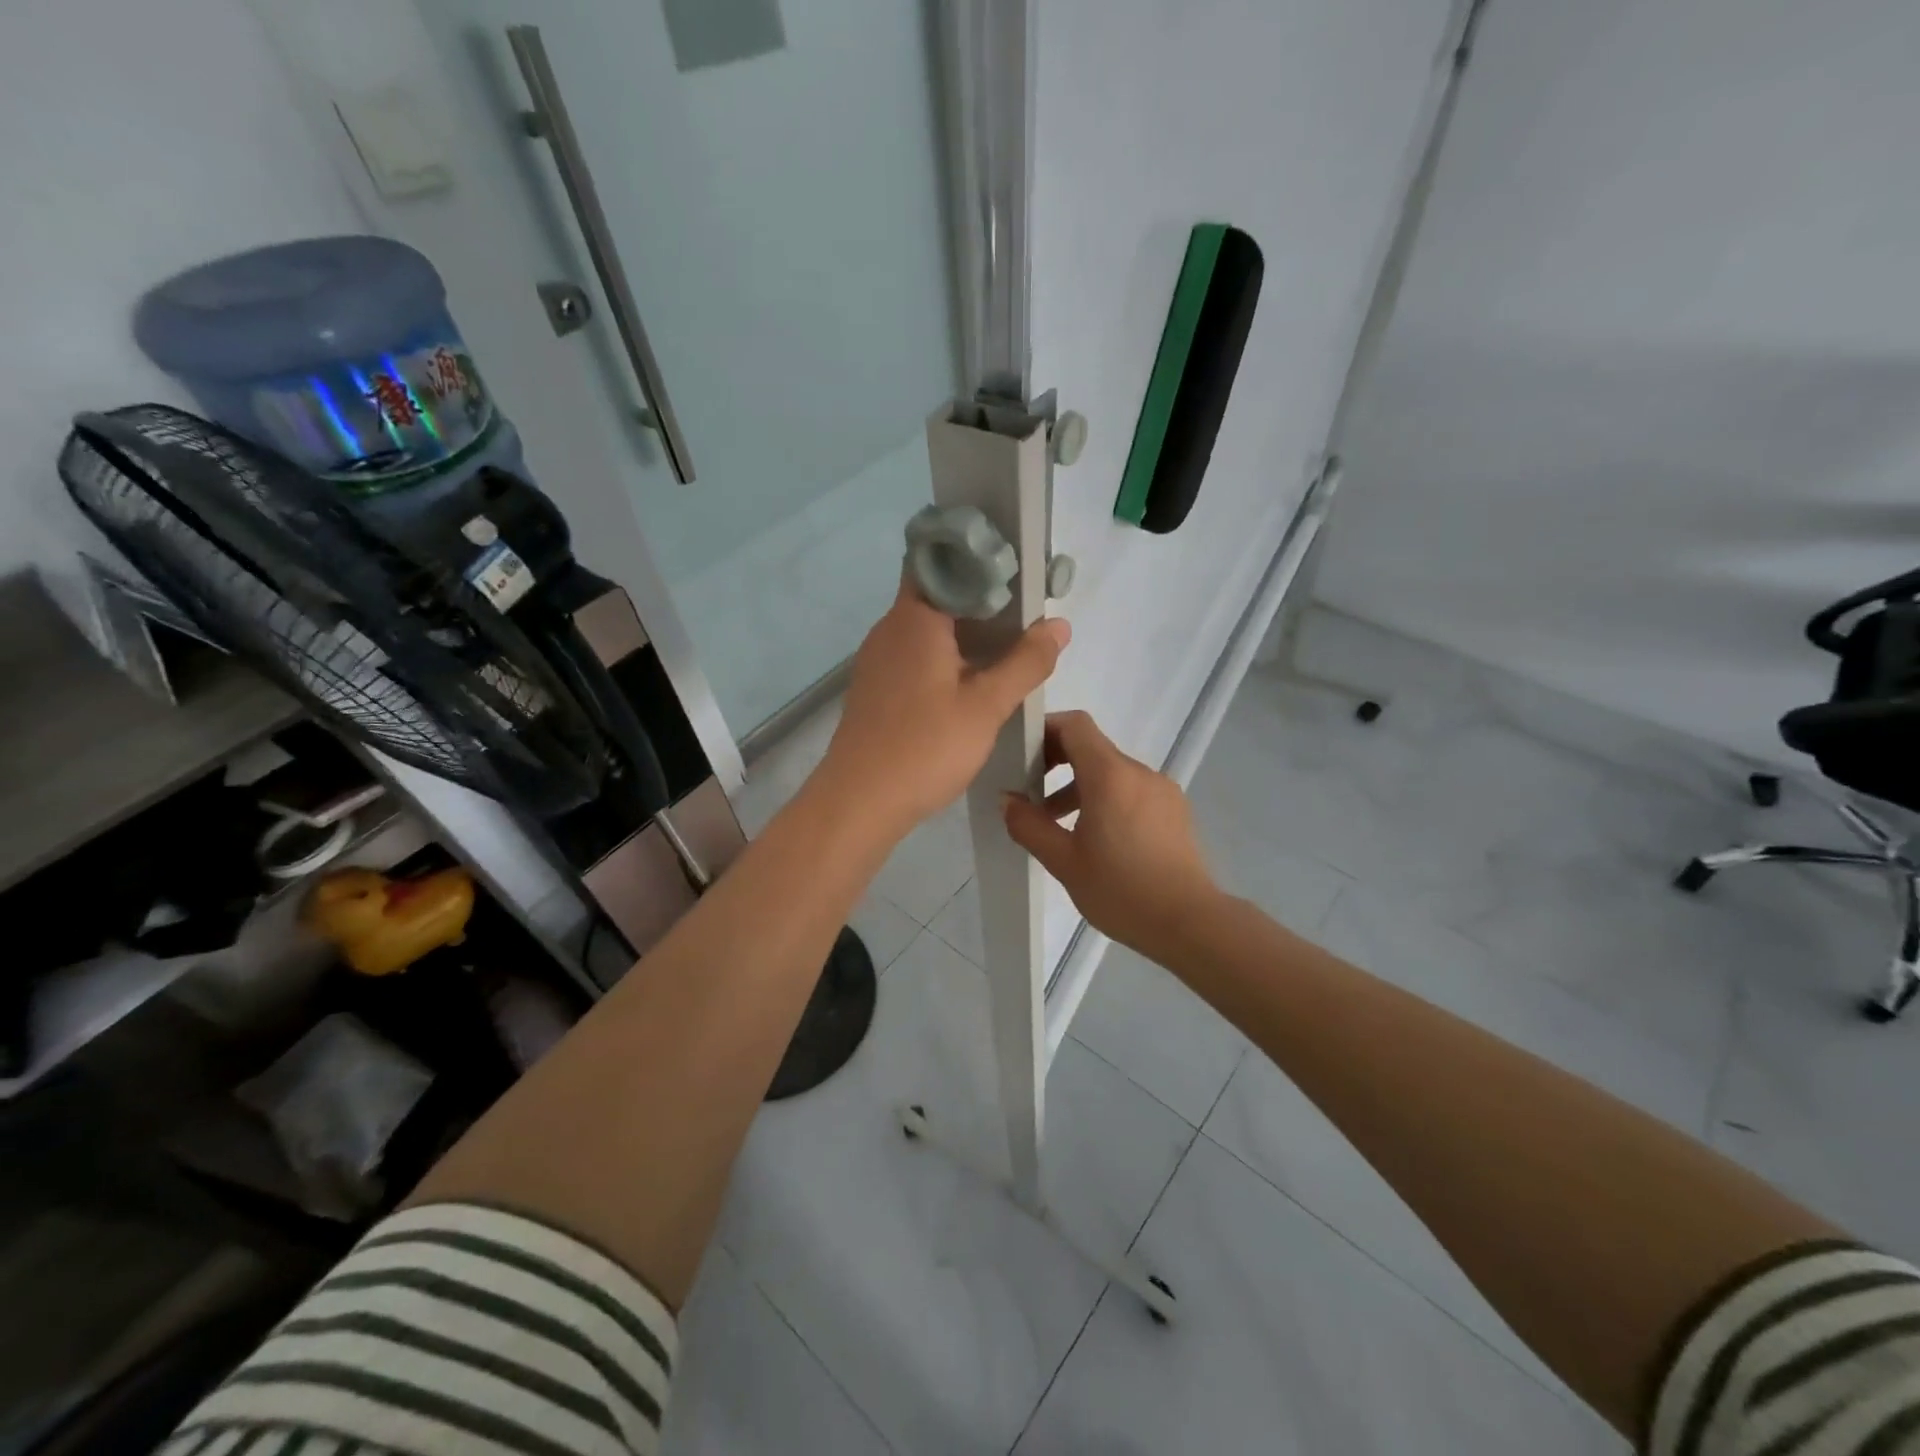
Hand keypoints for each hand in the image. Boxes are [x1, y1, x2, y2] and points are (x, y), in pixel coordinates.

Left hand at [817, 578, 1069, 839]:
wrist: (859, 802)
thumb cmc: (925, 747)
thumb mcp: (986, 706)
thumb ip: (1026, 662)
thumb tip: (1059, 625)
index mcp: (914, 618)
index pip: (939, 560)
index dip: (976, 557)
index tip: (1014, 569)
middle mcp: (890, 629)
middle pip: (936, 594)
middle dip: (979, 598)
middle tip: (1024, 611)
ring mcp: (877, 660)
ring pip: (925, 629)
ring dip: (962, 632)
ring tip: (1006, 646)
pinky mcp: (875, 689)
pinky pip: (914, 657)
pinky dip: (944, 658)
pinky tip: (969, 683)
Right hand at [1003, 711, 1221, 965]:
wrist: (1189, 923)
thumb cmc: (1121, 890)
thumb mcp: (1063, 861)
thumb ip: (1030, 825)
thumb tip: (1007, 800)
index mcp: (1110, 775)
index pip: (1075, 725)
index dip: (1045, 729)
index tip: (1022, 754)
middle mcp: (1138, 772)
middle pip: (1092, 748)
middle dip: (1057, 762)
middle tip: (1031, 793)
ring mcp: (1161, 790)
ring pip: (1112, 772)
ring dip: (1080, 786)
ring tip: (1058, 824)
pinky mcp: (1174, 810)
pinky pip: (1132, 790)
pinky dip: (1107, 799)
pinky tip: (1097, 838)